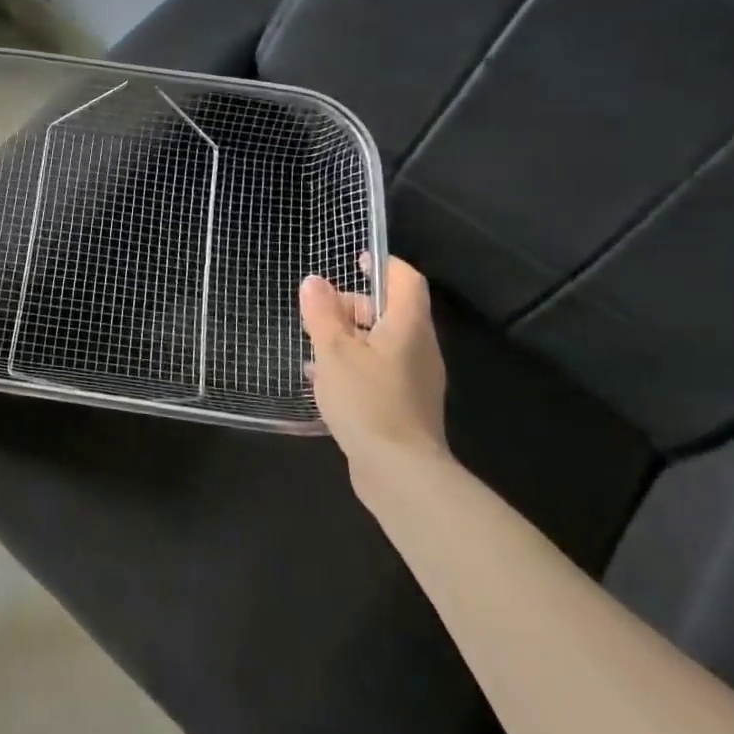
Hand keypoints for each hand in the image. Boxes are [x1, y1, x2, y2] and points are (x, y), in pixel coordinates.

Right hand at [299, 256, 448, 483]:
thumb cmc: (366, 400)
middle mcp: (419, 346)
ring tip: (314, 349)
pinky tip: (325, 382)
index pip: (405, 278)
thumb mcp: (334, 352)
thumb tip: (315, 281)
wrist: (400, 471)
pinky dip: (355, 364)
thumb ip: (322, 314)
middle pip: (391, 310)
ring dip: (350, 338)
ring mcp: (416, 378)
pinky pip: (380, 369)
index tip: (353, 261)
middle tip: (319, 315)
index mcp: (407, 325)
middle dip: (354, 305)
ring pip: (383, 342)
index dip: (382, 264)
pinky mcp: (407, 403)